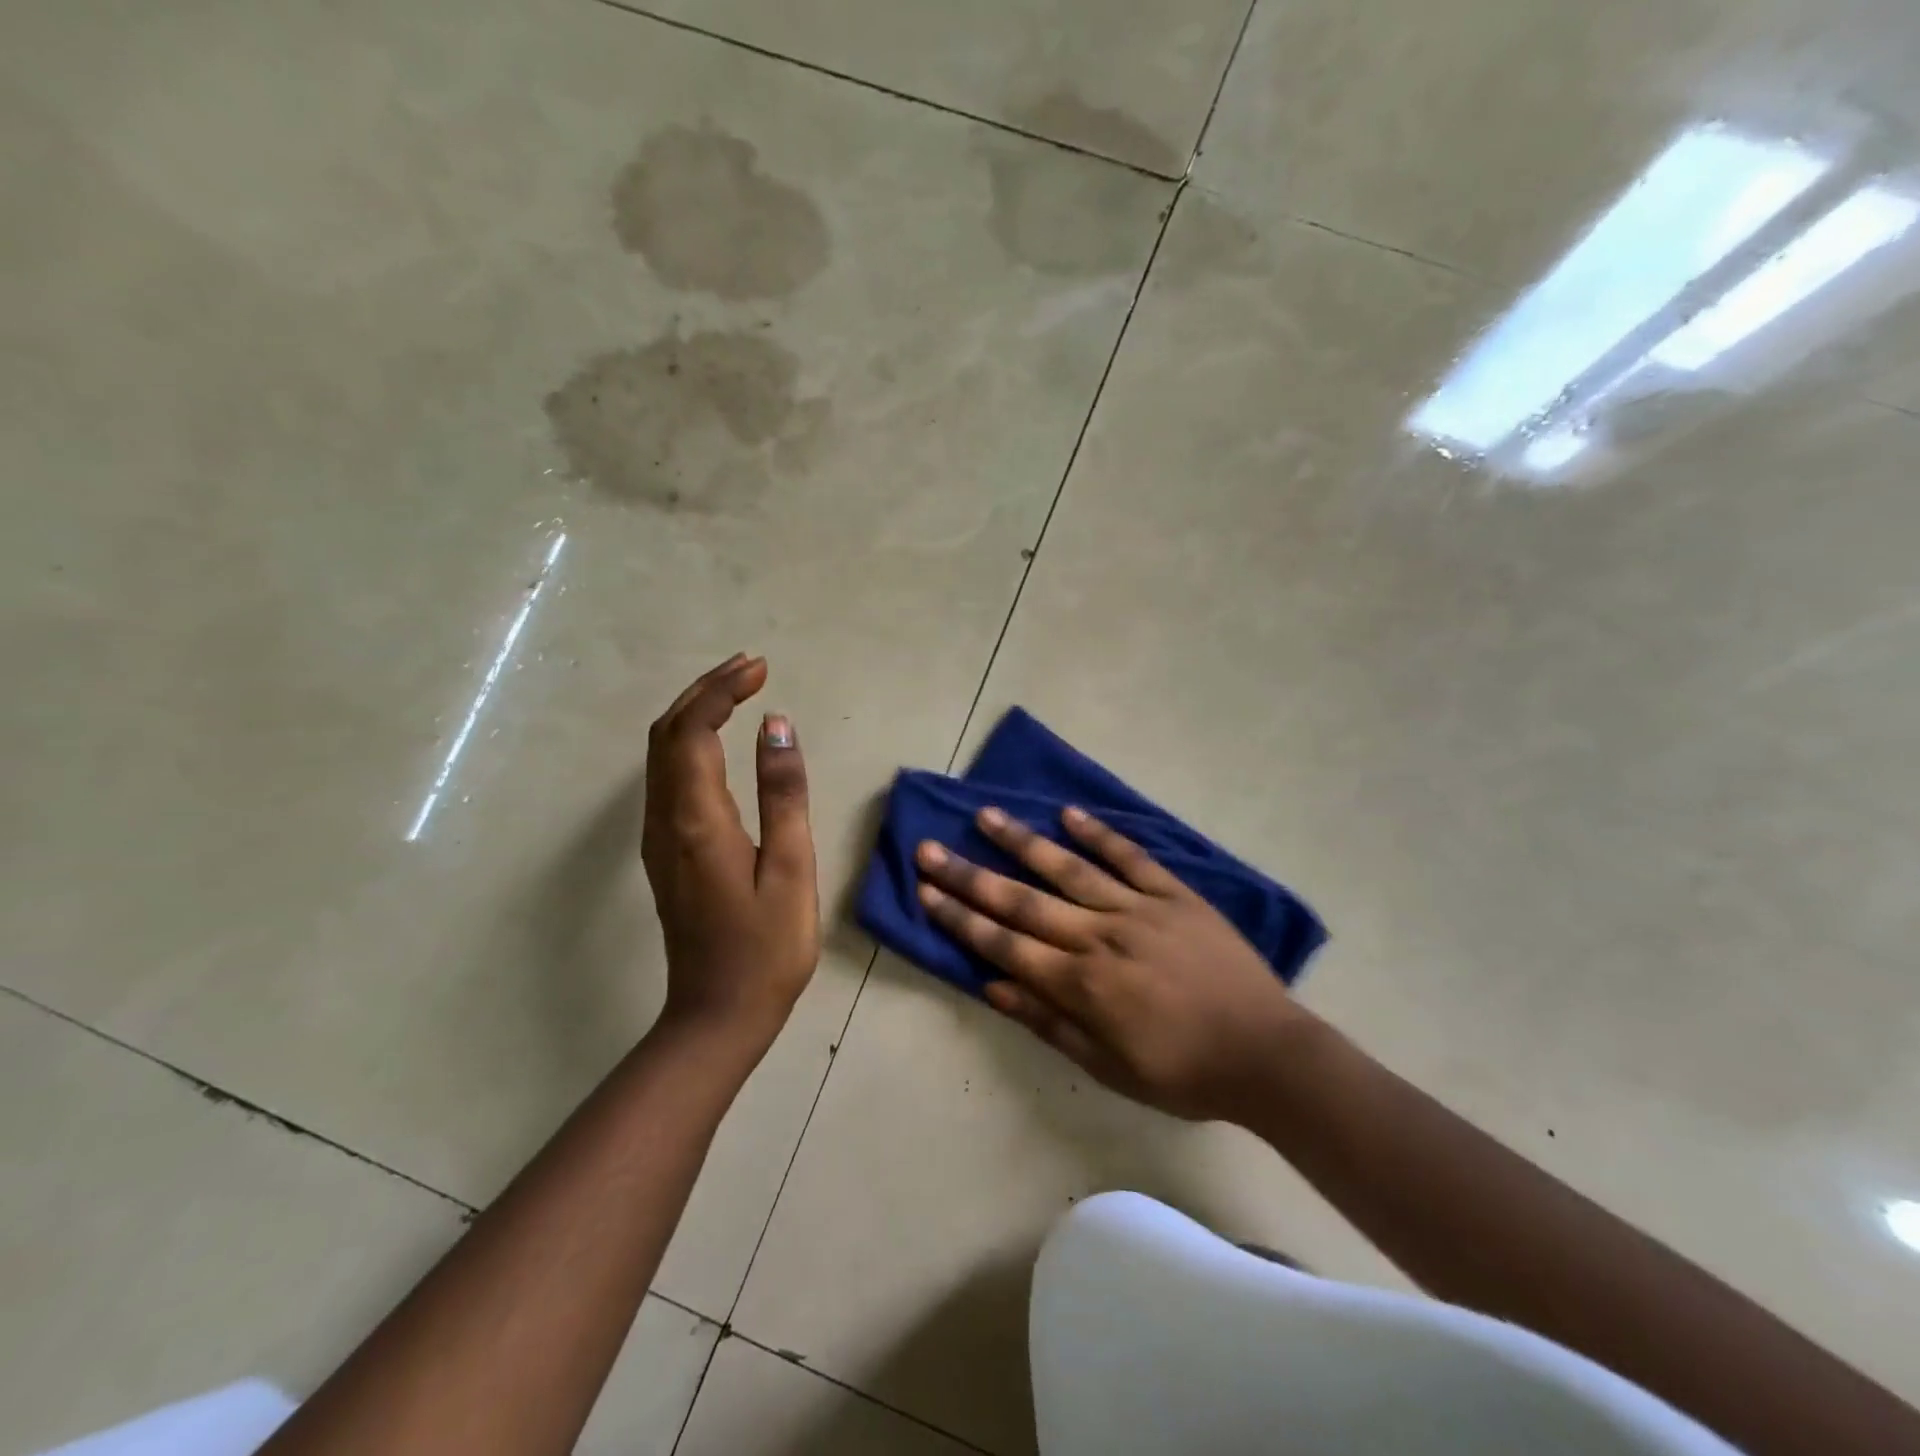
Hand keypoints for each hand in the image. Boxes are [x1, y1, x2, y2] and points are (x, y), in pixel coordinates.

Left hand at [642, 654, 818, 1055]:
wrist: (717, 1015)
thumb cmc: (766, 948)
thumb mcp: (791, 870)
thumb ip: (783, 795)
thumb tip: (776, 726)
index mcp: (697, 819)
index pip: (694, 730)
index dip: (722, 690)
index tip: (761, 669)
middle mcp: (665, 819)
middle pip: (667, 732)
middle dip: (705, 690)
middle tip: (751, 668)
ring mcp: (658, 837)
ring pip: (661, 753)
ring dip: (694, 712)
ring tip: (738, 691)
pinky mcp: (664, 852)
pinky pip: (666, 777)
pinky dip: (689, 742)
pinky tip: (718, 743)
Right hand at [914, 807, 1312, 1121]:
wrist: (1265, 1055)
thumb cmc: (1181, 1072)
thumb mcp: (1107, 1068)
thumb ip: (1048, 1023)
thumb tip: (993, 985)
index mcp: (1082, 984)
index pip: (1006, 944)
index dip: (961, 917)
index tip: (925, 890)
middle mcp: (1101, 936)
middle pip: (1024, 901)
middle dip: (971, 875)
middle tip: (931, 848)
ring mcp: (1138, 909)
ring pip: (1069, 868)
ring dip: (1023, 842)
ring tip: (986, 815)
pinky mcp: (1174, 894)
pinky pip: (1131, 857)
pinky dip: (1099, 833)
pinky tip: (1068, 813)